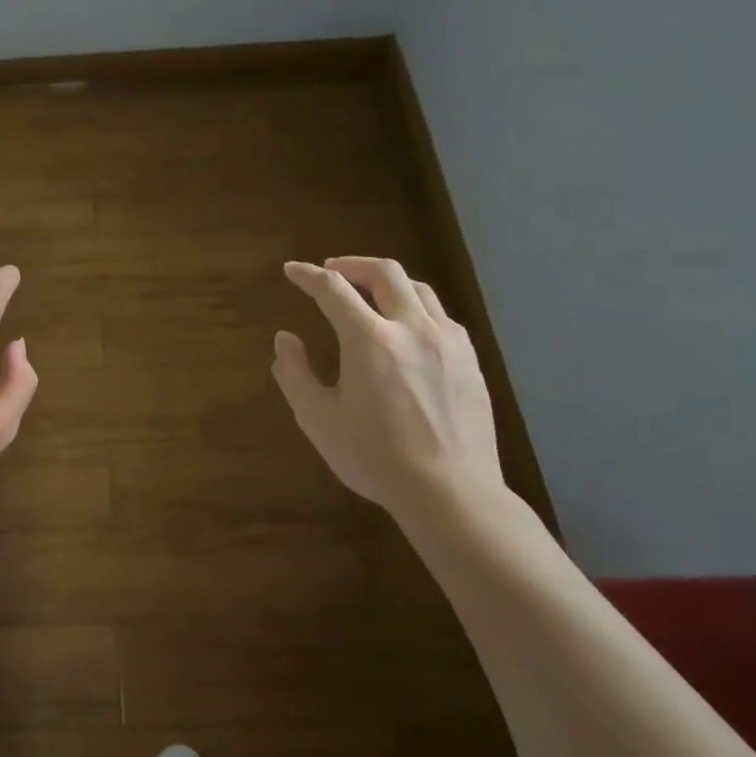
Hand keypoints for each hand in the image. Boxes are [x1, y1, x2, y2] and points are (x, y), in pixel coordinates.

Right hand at [272, 258, 503, 514]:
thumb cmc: (374, 457)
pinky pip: (441, 316)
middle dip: (352, 264)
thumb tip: (285, 339)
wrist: (450, 491)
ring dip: (387, 282)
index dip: (308, 276)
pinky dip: (415, 307)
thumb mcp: (318, 419)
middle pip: (384, 272)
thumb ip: (295, 374)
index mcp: (369, 340)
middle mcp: (412, 328)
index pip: (333, 289)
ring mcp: (448, 342)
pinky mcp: (470, 360)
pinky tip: (407, 328)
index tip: (292, 271)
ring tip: (369, 294)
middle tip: (332, 271)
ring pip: (418, 289)